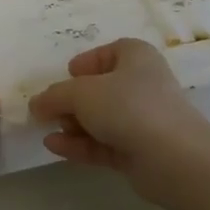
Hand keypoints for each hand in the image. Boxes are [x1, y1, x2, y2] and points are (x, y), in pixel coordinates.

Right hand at [28, 38, 209, 196]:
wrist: (172, 157)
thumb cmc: (128, 106)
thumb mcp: (81, 93)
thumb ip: (55, 96)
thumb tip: (36, 104)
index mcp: (136, 57)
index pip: (110, 52)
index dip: (87, 62)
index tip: (67, 74)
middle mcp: (142, 85)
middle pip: (101, 89)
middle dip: (72, 100)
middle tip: (49, 110)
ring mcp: (143, 120)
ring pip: (102, 119)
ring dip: (74, 124)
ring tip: (48, 130)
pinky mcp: (140, 151)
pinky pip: (104, 143)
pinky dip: (80, 144)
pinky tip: (54, 147)